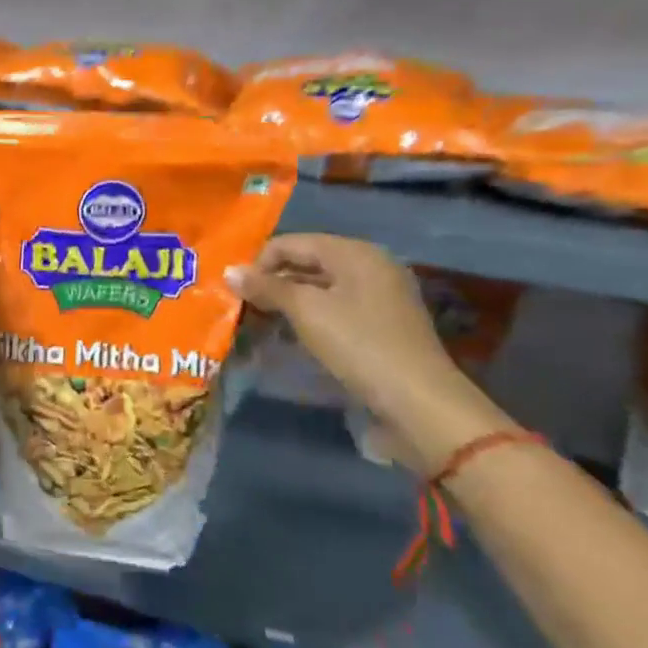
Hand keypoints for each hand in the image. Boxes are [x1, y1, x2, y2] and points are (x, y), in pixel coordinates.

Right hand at [226, 235, 511, 472]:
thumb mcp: (306, 311)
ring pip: (321, 289)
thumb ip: (267, 287)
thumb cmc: (359, 345)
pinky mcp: (382, 327)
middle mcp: (371, 266)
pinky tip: (291, 336)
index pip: (293, 243)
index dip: (260, 262)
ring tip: (261, 321)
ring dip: (289, 302)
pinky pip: (335, 310)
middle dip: (273, 282)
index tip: (235, 290)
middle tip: (243, 306)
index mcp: (355, 252)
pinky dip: (310, 318)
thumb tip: (228, 271)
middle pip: (308, 263)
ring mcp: (380, 297)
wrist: (418, 404)